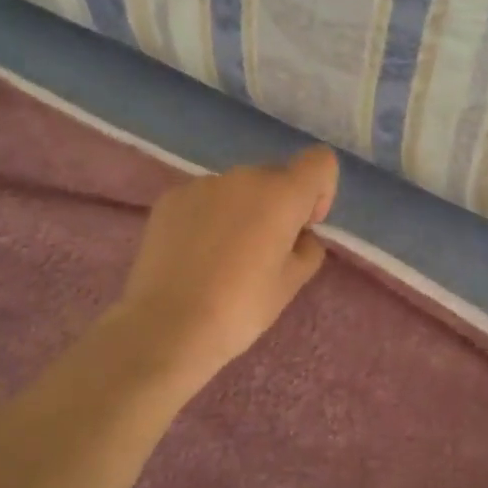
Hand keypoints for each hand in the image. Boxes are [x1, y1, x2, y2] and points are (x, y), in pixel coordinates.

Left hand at [109, 146, 339, 389]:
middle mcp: (243, 177)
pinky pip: (203, 200)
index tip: (303, 228)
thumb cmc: (240, 309)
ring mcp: (201, 184)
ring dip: (241, 212)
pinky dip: (208, 218)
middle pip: (275, 177)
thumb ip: (307, 250)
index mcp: (281, 194)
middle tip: (264, 254)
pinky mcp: (169, 199)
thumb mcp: (290, 285)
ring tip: (223, 259)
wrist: (167, 326)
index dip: (320, 192)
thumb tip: (299, 236)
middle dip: (278, 206)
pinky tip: (194, 256)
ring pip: (236, 189)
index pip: (320, 162)